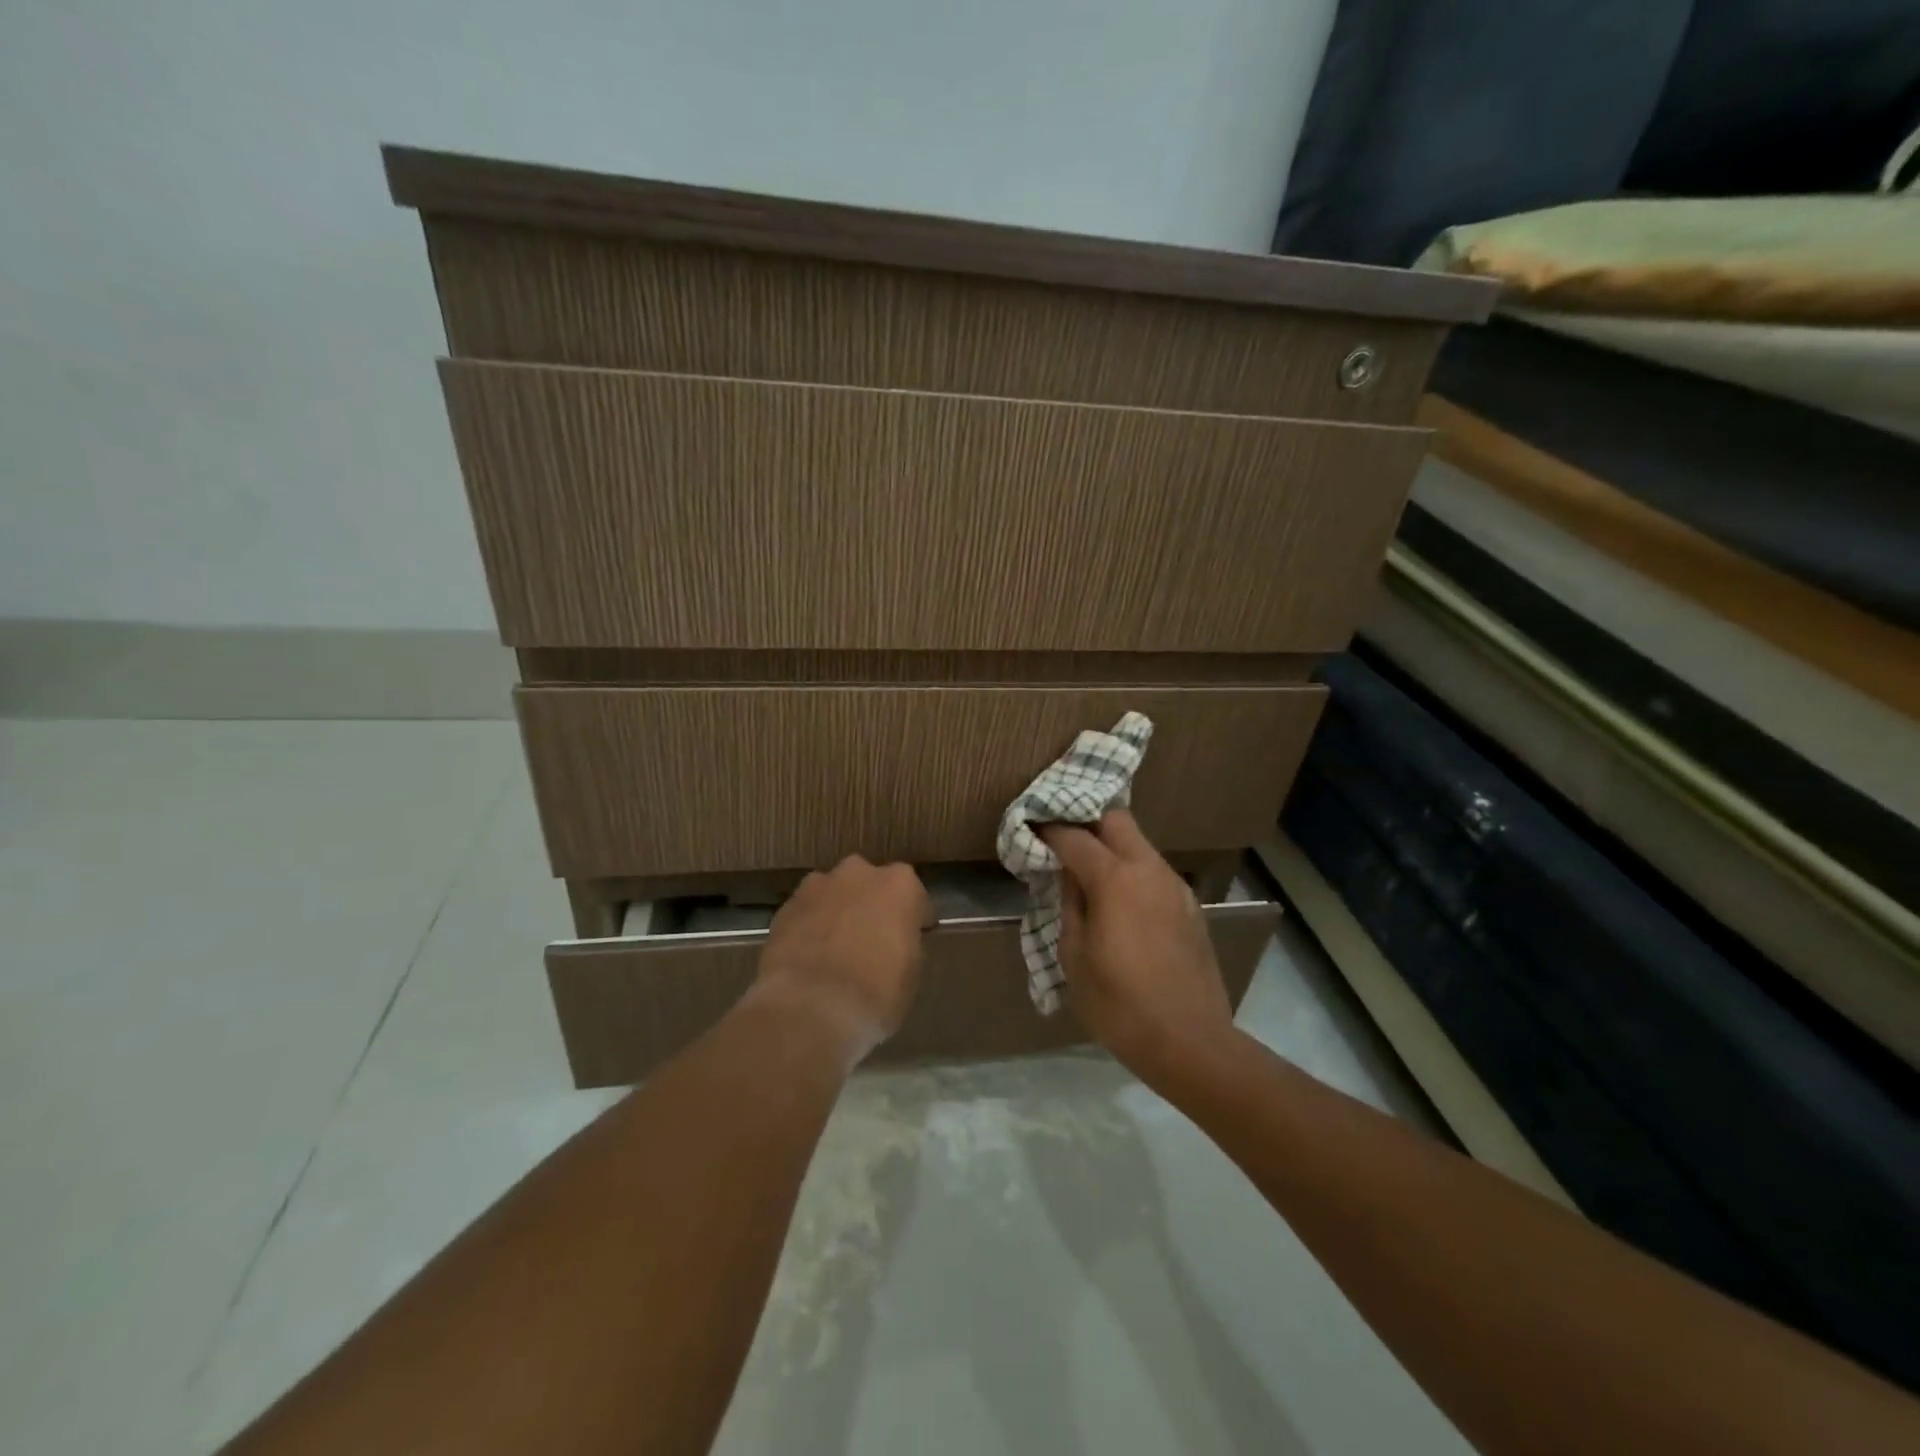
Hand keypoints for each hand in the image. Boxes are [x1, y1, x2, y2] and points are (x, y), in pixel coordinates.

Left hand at [752, 856, 928, 1064]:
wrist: (810, 1008)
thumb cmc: (876, 992)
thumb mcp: (910, 973)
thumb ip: (905, 944)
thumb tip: (894, 942)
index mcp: (899, 885)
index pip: (914, 897)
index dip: (914, 918)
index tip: (913, 937)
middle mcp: (858, 874)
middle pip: (870, 884)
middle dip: (871, 905)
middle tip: (871, 939)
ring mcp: (817, 886)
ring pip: (834, 893)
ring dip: (837, 912)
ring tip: (835, 948)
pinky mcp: (785, 907)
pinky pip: (806, 913)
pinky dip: (810, 927)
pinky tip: (809, 957)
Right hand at [1039, 810, 1235, 1085]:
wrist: (1192, 1043)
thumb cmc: (1120, 1005)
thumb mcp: (1074, 958)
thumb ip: (1069, 905)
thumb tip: (1067, 876)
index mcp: (1115, 879)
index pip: (1074, 836)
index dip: (1049, 829)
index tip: (1030, 828)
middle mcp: (1149, 869)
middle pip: (1116, 818)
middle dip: (1086, 819)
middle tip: (1062, 838)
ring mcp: (1175, 885)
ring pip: (1139, 842)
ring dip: (1111, 845)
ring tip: (1087, 870)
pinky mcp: (1190, 905)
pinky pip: (1154, 870)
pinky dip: (1131, 869)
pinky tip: (1119, 900)